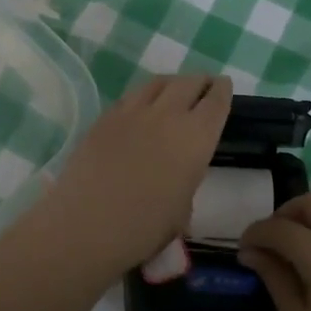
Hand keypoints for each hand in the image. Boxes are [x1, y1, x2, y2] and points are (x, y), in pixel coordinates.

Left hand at [18, 74, 231, 290]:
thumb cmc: (144, 228)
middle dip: (199, 82)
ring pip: (158, 83)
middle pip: (188, 82)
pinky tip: (141, 108)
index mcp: (196, 138)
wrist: (87, 225)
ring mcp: (133, 112)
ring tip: (173, 91)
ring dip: (171, 84)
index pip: (216, 101)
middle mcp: (168, 115)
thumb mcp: (182, 210)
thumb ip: (186, 180)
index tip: (224, 86)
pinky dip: (143, 96)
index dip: (222, 90)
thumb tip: (178, 172)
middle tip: (203, 86)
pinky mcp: (105, 117)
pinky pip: (131, 96)